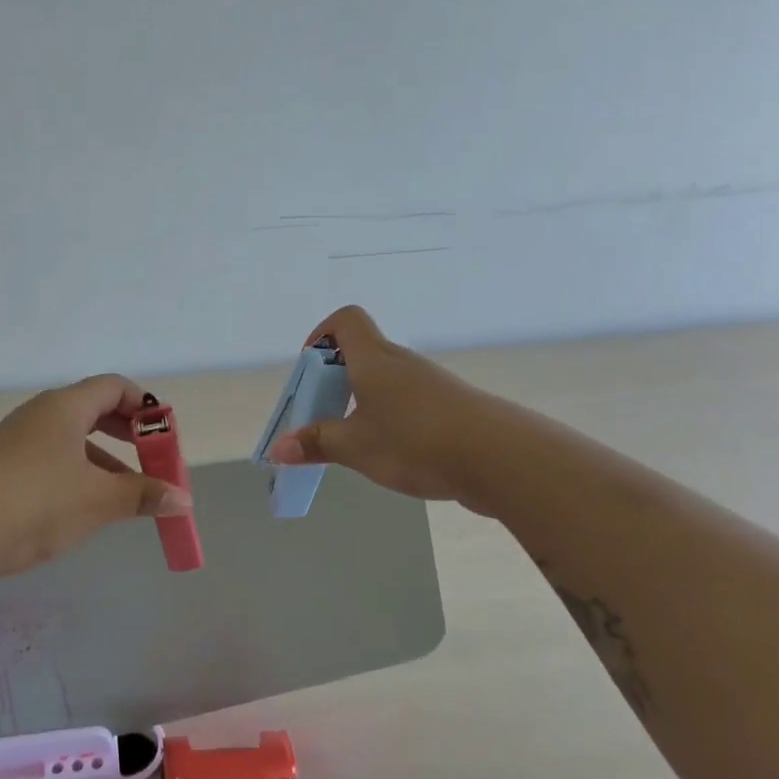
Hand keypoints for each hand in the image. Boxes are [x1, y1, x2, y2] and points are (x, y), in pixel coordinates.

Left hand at [0, 374, 193, 578]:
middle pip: (92, 409)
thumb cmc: (38, 502)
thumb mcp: (99, 500)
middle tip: (150, 459)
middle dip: (126, 433)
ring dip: (102, 459)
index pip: (113, 387)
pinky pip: (49, 458)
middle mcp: (38, 414)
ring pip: (70, 439)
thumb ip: (143, 495)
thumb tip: (183, 500)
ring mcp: (15, 440)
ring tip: (124, 492)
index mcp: (64, 407)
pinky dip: (75, 473)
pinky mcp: (0, 468)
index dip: (144, 406)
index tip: (164, 434)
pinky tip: (83, 506)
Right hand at [269, 305, 485, 502]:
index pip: (346, 320)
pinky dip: (391, 418)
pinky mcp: (451, 407)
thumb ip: (317, 444)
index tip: (310, 369)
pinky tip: (392, 453)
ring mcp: (430, 384)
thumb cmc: (415, 441)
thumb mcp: (356, 447)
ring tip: (354, 442)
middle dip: (336, 379)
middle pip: (363, 353)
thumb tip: (278, 449)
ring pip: (386, 381)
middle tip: (322, 416)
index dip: (322, 335)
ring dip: (363, 402)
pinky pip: (409, 402)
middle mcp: (402, 363)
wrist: (499, 458)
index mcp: (374, 360)